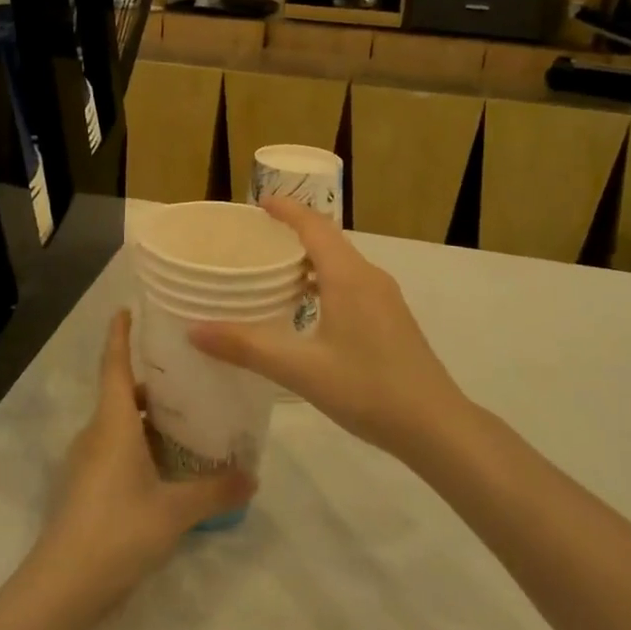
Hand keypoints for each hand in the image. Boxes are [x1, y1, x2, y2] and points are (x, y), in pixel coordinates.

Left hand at [35, 311, 252, 607]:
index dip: (119, 334)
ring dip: (147, 419)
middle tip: (189, 375)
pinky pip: (114, 450)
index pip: (113, 363)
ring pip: (118, 425)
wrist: (61, 588)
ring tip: (187, 421)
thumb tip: (253, 476)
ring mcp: (85, 462)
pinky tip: (166, 467)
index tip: (126, 308)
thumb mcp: (175, 510)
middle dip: (151, 383)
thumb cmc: (118, 530)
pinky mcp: (84, 488)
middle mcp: (95, 433)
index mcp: (112, 422)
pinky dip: (139, 445)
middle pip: (121, 394)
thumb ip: (215, 490)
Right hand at [189, 199, 466, 460]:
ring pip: (340, 264)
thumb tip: (194, 330)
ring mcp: (385, 298)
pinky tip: (306, 310)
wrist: (436, 425)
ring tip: (272, 273)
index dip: (286, 209)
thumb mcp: (301, 370)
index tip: (258, 203)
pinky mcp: (391, 318)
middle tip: (254, 240)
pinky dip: (324, 281)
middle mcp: (369, 277)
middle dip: (292, 232)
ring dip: (308, 259)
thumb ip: (247, 347)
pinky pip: (351, 283)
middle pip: (327, 240)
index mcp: (348, 276)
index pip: (314, 225)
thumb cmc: (368, 389)